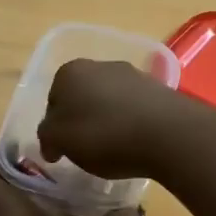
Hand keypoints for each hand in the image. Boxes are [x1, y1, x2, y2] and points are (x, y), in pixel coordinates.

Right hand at [36, 59, 195, 180]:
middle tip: (86, 150)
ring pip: (109, 101)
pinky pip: (135, 108)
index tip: (62, 150)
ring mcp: (133, 74)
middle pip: (81, 98)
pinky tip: (136, 143)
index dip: (55, 127)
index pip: (52, 101)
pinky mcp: (159, 89)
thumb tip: (51, 142)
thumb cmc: (104, 135)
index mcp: (70, 72)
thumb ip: (47, 137)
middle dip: (81, 120)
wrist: (167, 133)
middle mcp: (100, 65)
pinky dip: (131, 123)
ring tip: (114, 149)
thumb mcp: (61, 140)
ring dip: (107, 121)